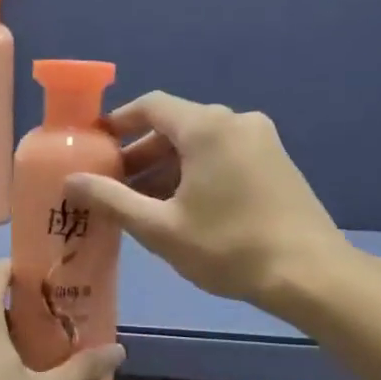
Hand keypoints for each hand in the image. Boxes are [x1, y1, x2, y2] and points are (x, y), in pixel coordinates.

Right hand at [66, 91, 341, 309]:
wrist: (308, 273)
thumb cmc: (228, 248)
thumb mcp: (160, 228)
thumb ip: (112, 200)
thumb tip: (71, 180)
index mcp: (208, 127)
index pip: (151, 106)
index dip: (118, 123)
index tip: (94, 146)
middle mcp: (236, 122)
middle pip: (176, 126)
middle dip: (140, 155)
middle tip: (112, 187)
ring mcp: (262, 140)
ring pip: (201, 144)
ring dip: (167, 168)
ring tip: (142, 205)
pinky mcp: (276, 162)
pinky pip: (224, 156)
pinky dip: (196, 173)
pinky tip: (183, 208)